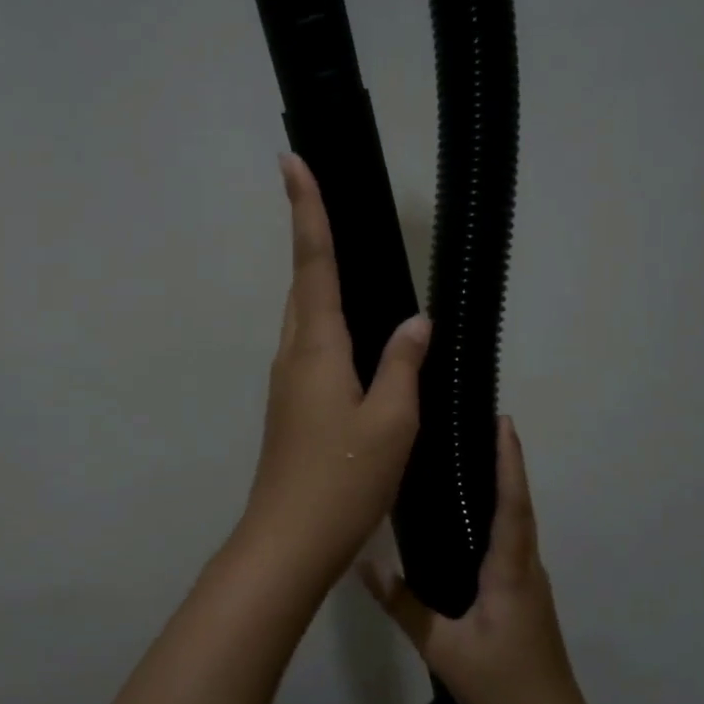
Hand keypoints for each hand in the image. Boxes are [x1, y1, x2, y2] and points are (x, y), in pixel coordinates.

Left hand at [236, 154, 430, 593]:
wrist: (289, 542)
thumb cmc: (342, 479)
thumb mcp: (391, 422)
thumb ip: (403, 364)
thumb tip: (416, 322)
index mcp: (316, 348)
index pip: (313, 263)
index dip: (307, 210)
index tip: (292, 161)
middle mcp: (293, 356)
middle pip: (303, 285)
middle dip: (311, 237)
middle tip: (325, 198)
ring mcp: (286, 384)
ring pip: (305, 319)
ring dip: (319, 283)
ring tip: (347, 259)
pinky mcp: (291, 408)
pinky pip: (312, 349)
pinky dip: (329, 326)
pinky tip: (357, 339)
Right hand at [360, 417, 588, 703]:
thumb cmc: (499, 686)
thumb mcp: (442, 649)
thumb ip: (404, 606)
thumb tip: (366, 564)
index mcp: (510, 572)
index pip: (513, 505)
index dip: (509, 463)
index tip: (503, 424)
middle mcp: (527, 568)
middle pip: (520, 505)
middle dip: (507, 463)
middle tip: (482, 426)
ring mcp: (531, 582)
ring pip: (519, 523)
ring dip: (506, 486)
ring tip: (475, 459)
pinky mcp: (527, 595)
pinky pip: (514, 542)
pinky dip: (502, 514)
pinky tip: (476, 517)